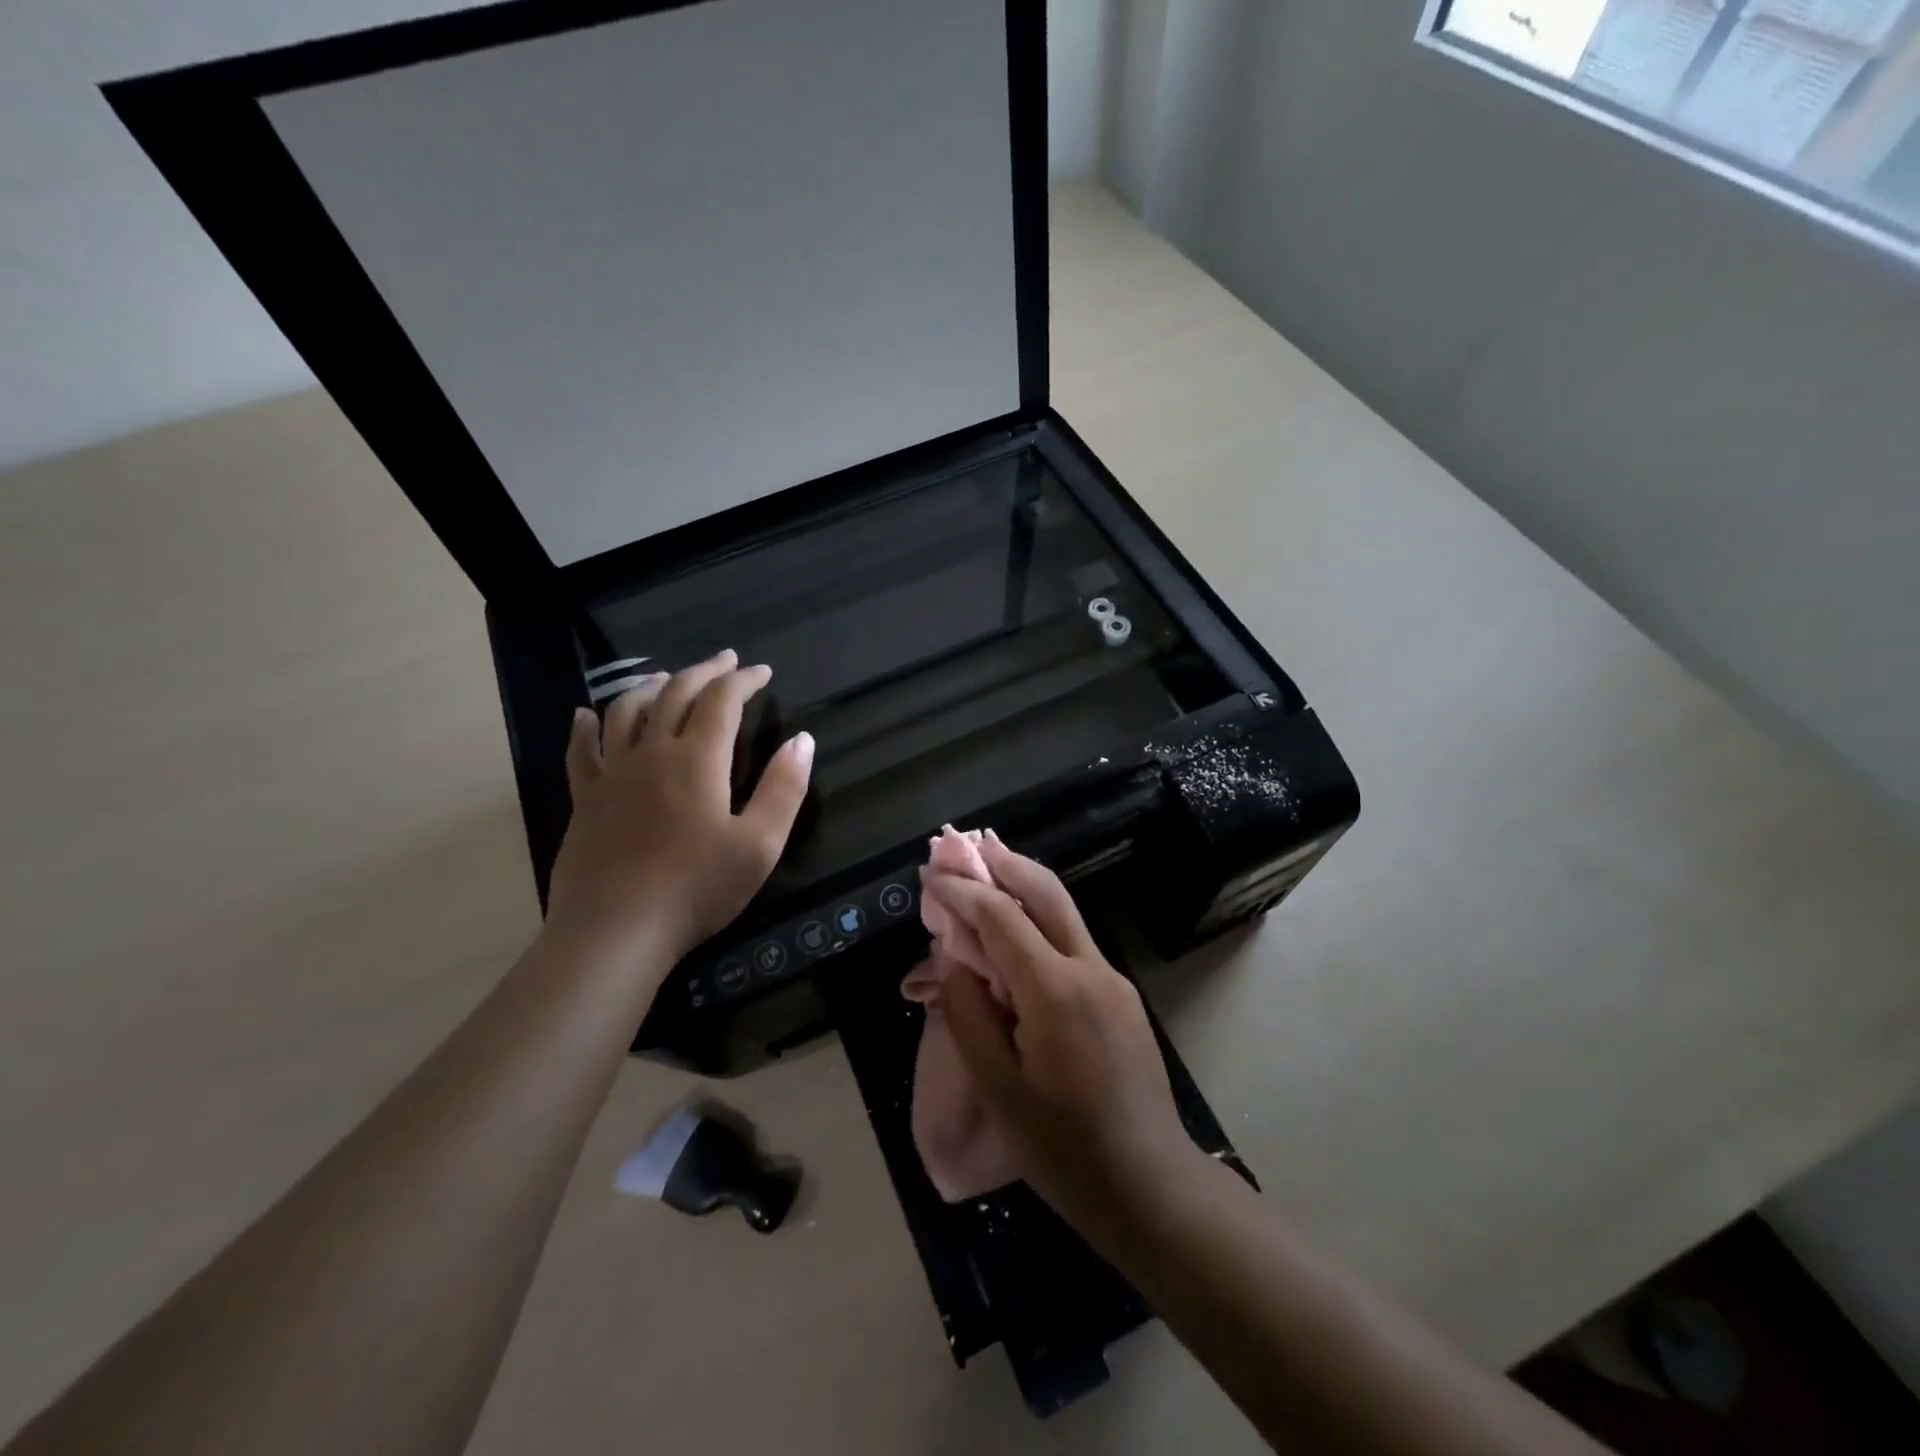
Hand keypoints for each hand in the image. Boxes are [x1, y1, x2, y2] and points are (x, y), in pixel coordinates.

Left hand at [546, 649, 813, 967]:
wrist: (615, 931)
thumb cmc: (696, 889)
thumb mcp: (759, 845)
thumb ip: (783, 789)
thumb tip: (802, 740)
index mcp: (698, 760)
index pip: (722, 701)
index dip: (743, 680)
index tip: (762, 672)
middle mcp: (652, 753)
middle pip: (675, 694)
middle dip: (704, 672)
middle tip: (725, 660)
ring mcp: (612, 774)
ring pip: (627, 711)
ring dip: (650, 686)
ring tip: (666, 677)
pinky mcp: (585, 800)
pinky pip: (582, 750)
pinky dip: (586, 726)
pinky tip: (586, 714)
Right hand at [923, 839, 1201, 1235]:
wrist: (1149, 1185)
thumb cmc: (1063, 1148)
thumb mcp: (997, 1088)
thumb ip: (969, 1013)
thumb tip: (954, 960)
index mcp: (1054, 990)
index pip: (1001, 916)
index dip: (962, 890)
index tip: (930, 874)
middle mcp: (1090, 969)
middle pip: (1046, 892)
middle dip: (1005, 863)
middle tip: (969, 848)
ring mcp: (1112, 979)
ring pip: (1065, 913)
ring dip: (1025, 887)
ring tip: (989, 875)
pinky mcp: (1121, 996)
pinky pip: (1073, 944)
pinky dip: (1040, 924)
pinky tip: (1016, 939)